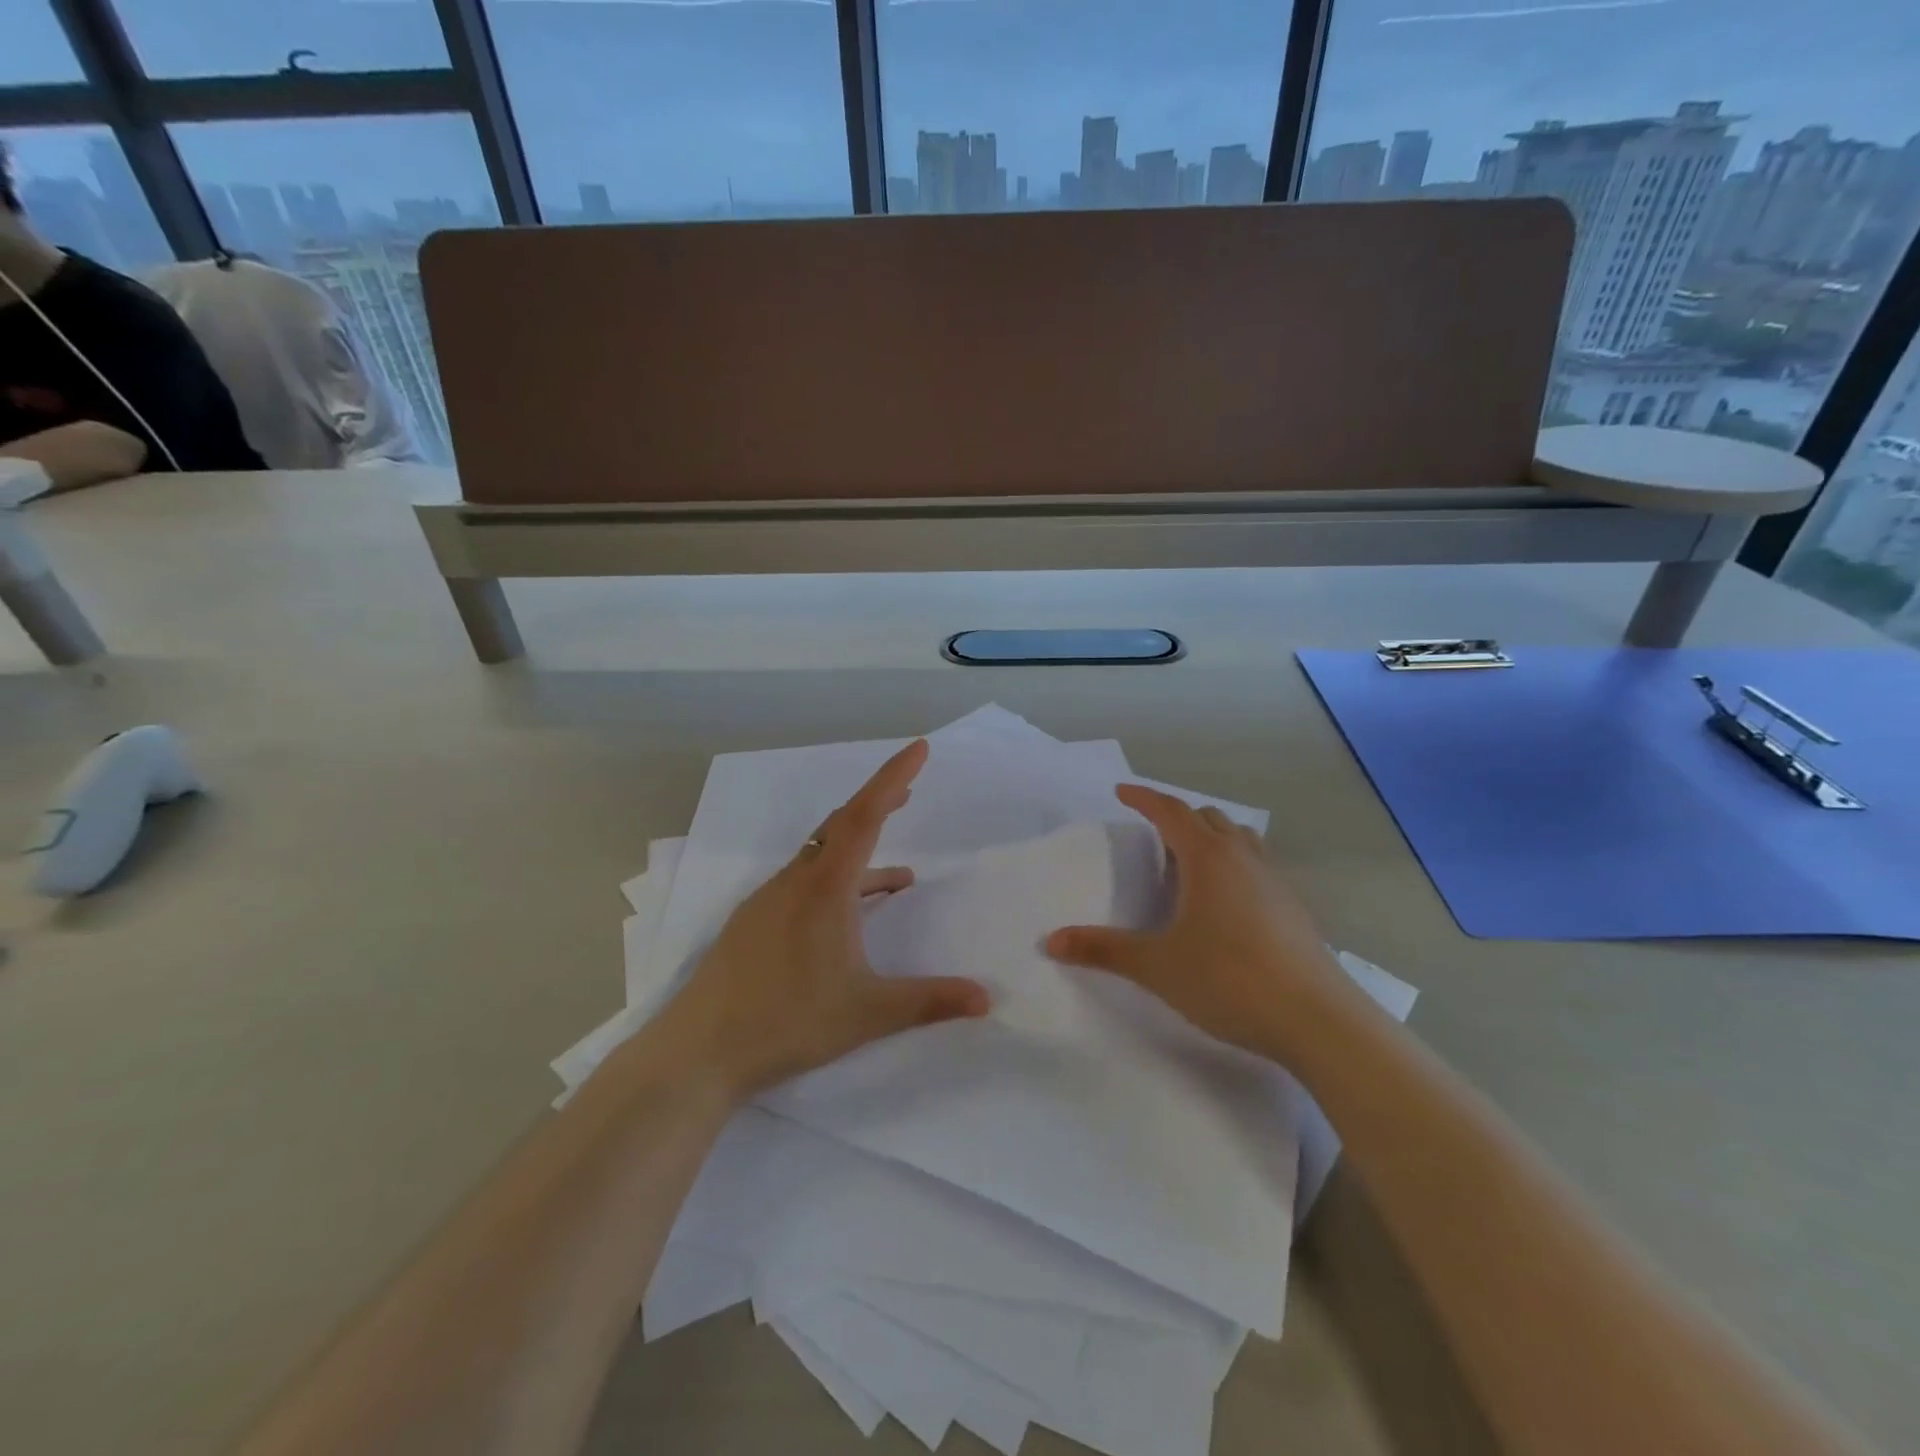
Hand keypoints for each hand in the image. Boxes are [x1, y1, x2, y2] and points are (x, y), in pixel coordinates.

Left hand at [659, 739, 990, 1100]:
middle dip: (878, 804)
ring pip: (821, 857)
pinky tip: (848, 918)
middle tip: (909, 792)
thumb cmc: (788, 1020)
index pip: (865, 816)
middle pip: (842, 825)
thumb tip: (986, 998)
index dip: (893, 778)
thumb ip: (928, 1000)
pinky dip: (837, 884)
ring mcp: (770, 900)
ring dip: (860, 852)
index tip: (919, 748)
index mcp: (826, 888)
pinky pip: (804, 883)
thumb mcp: (867, 1013)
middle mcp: (796, 881)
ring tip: (900, 877)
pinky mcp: (755, 922)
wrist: (700, 1049)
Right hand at [1046, 785, 1354, 1062]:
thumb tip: (1051, 941)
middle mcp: (1243, 858)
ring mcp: (1275, 881)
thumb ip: (1103, 949)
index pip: (1171, 812)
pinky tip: (1224, 903)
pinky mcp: (1294, 907)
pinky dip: (1232, 864)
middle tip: (1151, 836)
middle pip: (1207, 818)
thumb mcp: (1156, 965)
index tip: (1121, 792)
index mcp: (1207, 858)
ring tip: (1187, 864)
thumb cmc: (1228, 979)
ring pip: (1238, 839)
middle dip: (1176, 818)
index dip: (1143, 798)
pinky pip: (1256, 865)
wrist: (1316, 1019)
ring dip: (1209, 838)